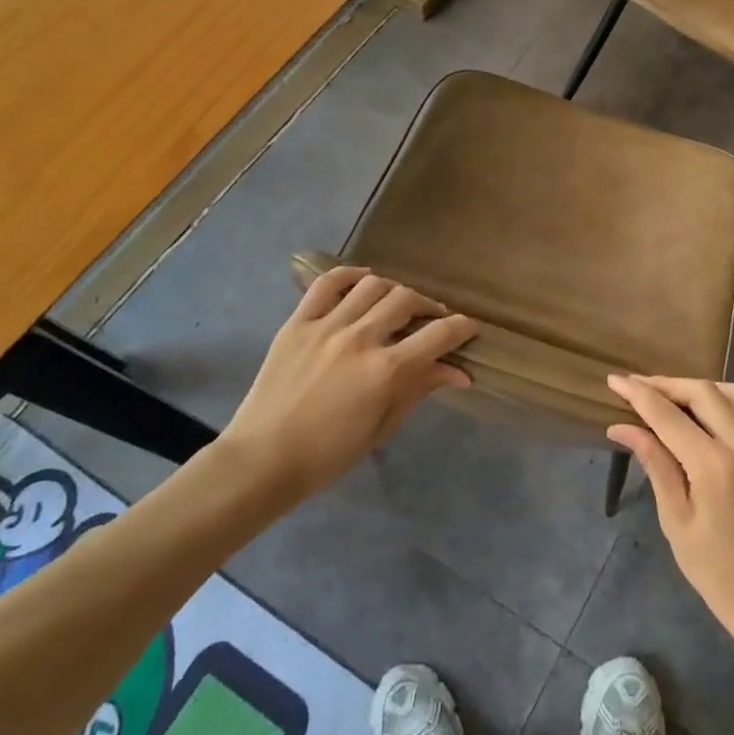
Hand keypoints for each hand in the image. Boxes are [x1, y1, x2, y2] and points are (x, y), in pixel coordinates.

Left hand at [222, 267, 476, 499]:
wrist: (263, 459)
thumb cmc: (328, 454)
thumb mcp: (382, 426)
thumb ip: (418, 389)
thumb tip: (458, 372)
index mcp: (385, 370)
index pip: (438, 335)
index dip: (462, 327)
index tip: (470, 327)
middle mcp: (360, 338)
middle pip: (407, 300)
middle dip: (429, 306)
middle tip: (433, 319)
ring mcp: (326, 326)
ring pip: (372, 286)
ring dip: (394, 290)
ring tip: (398, 303)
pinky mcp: (298, 322)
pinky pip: (326, 284)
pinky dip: (350, 275)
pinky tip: (364, 280)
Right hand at [607, 375, 733, 644]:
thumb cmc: (714, 570)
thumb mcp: (675, 520)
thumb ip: (654, 464)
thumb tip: (621, 427)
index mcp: (714, 465)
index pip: (668, 415)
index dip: (638, 394)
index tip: (614, 380)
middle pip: (701, 392)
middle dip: (666, 384)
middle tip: (637, 387)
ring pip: (733, 393)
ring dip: (700, 388)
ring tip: (673, 397)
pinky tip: (722, 409)